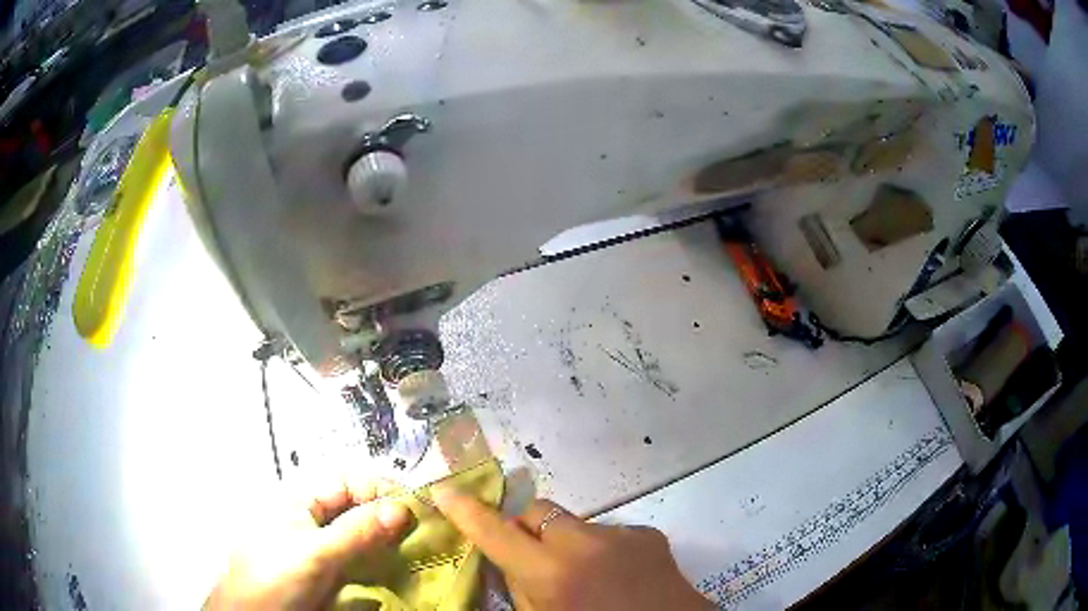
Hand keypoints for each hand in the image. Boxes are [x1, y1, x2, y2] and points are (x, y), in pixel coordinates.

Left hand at [205, 478, 411, 609]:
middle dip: (389, 518)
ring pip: (363, 538)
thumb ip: (357, 532)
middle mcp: (313, 521)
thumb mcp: (316, 554)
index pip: (347, 482)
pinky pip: (362, 563)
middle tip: (423, 536)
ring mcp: (322, 550)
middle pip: (357, 510)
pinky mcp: (330, 575)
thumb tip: (403, 507)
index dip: (379, 490)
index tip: (414, 509)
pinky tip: (398, 574)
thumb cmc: (275, 577)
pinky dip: (381, 566)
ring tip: (418, 555)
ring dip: (389, 544)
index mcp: (301, 502)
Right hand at [432, 486, 712, 610]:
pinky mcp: (647, 534)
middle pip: (534, 512)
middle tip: (526, 555)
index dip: (465, 510)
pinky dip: (599, 549)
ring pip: (572, 524)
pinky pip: (607, 533)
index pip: (495, 531)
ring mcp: (620, 534)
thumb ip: (519, 588)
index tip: (444, 490)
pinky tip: (614, 575)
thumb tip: (507, 560)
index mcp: (551, 572)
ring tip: (581, 574)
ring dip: (564, 542)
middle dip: (523, 529)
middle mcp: (584, 543)